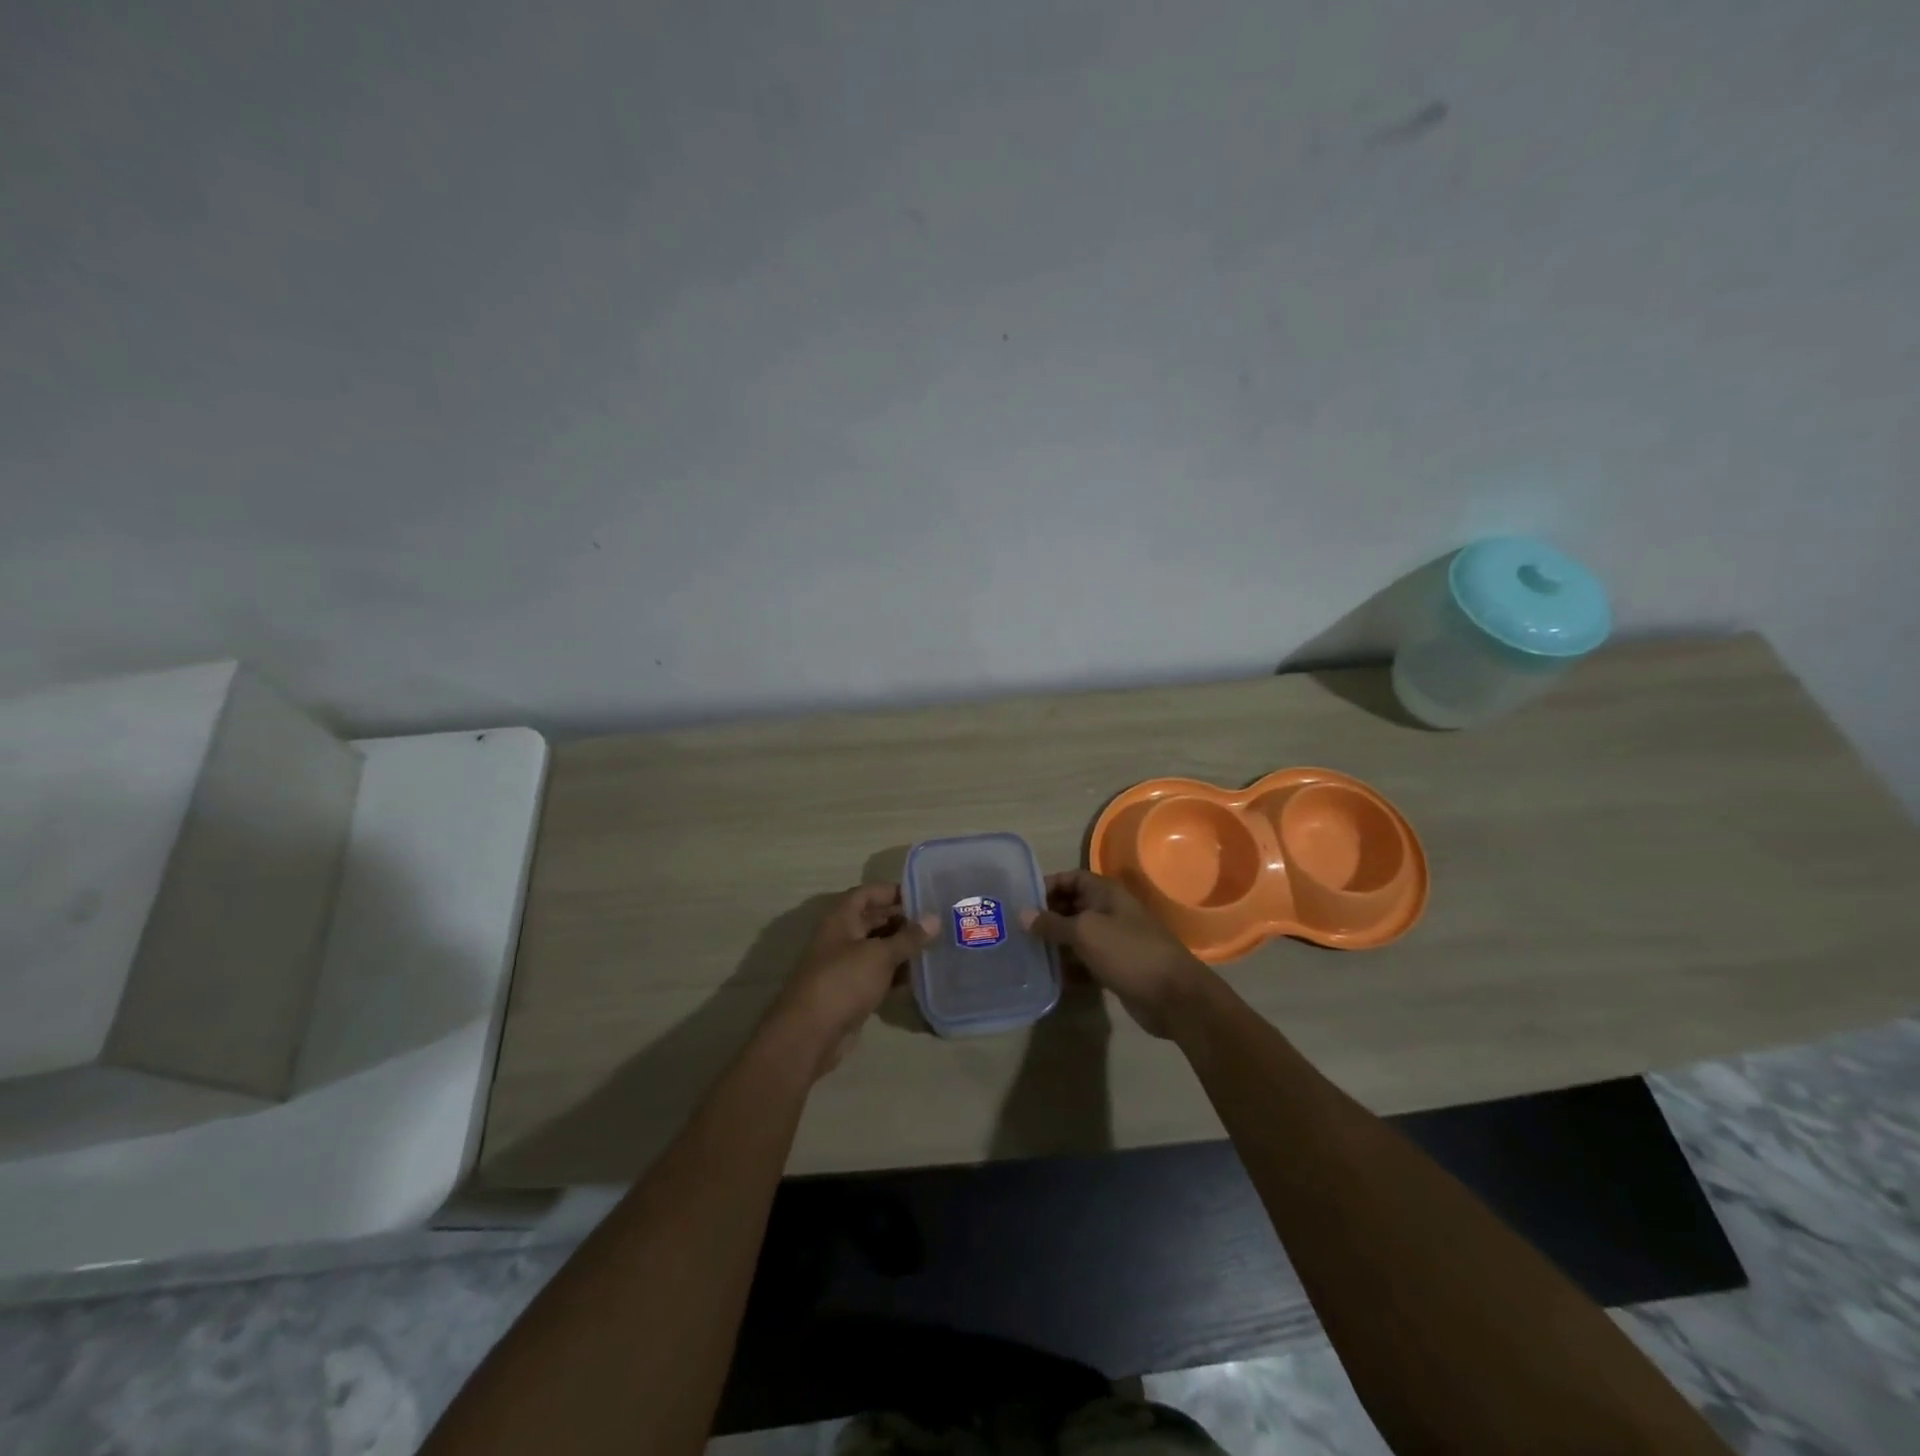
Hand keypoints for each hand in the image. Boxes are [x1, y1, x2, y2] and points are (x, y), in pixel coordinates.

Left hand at [766, 885, 935, 1075]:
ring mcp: (845, 966)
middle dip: (902, 920)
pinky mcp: (851, 991)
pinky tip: (920, 976)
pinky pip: (877, 974)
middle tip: (935, 922)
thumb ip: (909, 937)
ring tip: (934, 946)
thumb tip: (935, 918)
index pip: (867, 893)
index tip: (923, 895)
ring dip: (901, 948)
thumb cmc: (844, 982)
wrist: (810, 1034)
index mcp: (841, 919)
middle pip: (873, 920)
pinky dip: (896, 973)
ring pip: (877, 949)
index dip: (892, 891)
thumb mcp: (880, 955)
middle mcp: (841, 938)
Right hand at [1022, 870, 1211, 1036]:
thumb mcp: (1085, 932)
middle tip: (1017, 929)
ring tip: (1026, 952)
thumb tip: (1021, 913)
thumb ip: (1052, 923)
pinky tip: (1049, 975)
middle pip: (1073, 906)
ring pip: (1078, 935)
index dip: (1048, 885)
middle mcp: (1110, 911)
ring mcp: (1114, 940)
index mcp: (1106, 893)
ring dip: (1056, 942)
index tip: (1022, 900)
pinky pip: (1086, 959)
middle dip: (1047, 916)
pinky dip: (1070, 965)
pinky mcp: (1116, 966)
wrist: (1173, 996)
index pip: (1071, 878)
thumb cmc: (1128, 952)